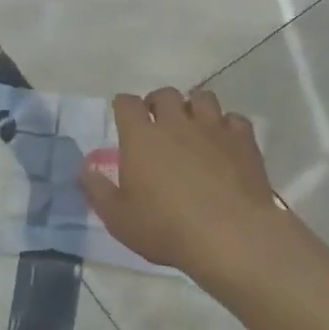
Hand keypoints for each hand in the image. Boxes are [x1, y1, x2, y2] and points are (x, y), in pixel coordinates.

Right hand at [79, 88, 283, 273]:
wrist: (230, 235)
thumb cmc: (166, 228)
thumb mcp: (119, 218)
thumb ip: (98, 190)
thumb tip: (85, 168)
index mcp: (141, 137)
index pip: (126, 103)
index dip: (123, 106)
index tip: (123, 116)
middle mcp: (176, 123)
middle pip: (165, 94)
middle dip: (158, 103)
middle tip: (157, 122)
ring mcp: (213, 128)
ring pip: (202, 97)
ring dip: (194, 107)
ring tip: (192, 126)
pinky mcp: (243, 140)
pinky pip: (234, 119)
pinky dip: (227, 125)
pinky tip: (224, 142)